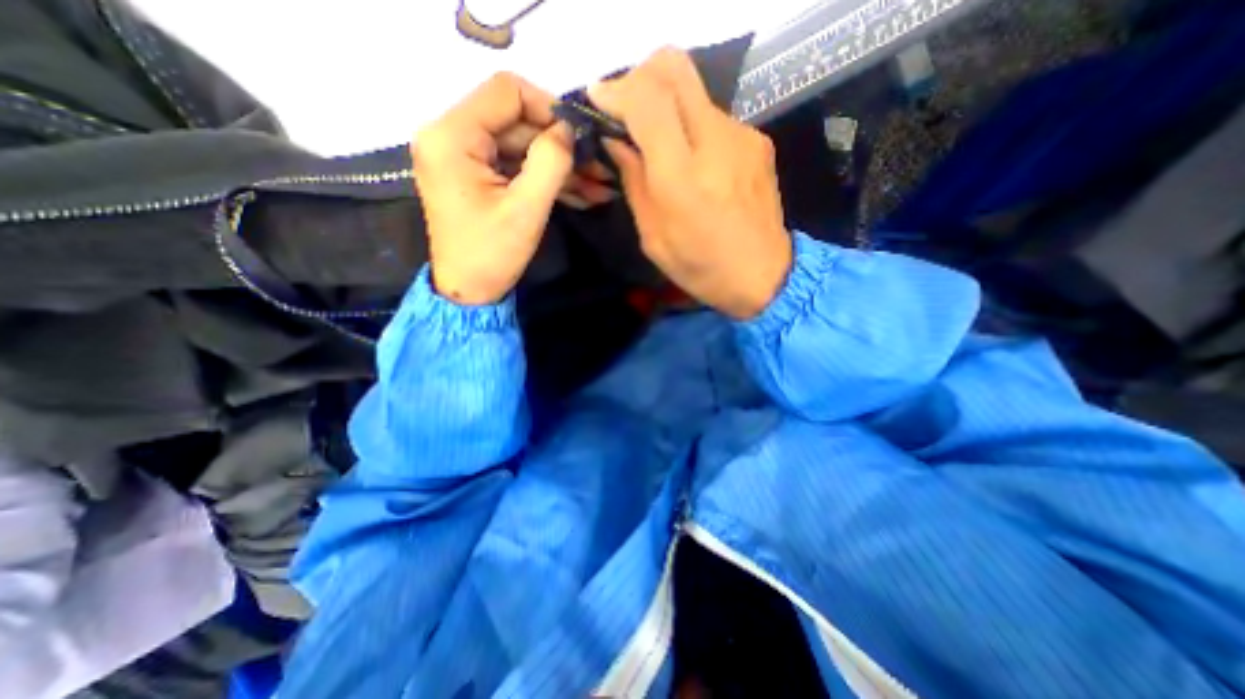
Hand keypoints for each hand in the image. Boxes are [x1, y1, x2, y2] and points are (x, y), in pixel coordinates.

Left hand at [412, 70, 610, 304]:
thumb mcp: (526, 209)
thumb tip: (568, 130)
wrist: (468, 292)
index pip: (507, 92)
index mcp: (452, 136)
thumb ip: (551, 162)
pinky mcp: (475, 175)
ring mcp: (463, 156)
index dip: (549, 108)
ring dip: (560, 166)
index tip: (580, 139)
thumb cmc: (492, 255)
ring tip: (599, 186)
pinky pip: (515, 166)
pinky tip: (581, 194)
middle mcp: (450, 135)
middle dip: (561, 146)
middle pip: (517, 121)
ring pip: (521, 146)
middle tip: (600, 168)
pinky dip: (546, 179)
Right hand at [590, 47, 791, 318]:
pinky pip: (714, 117)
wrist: (763, 277)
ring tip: (661, 147)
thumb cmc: (700, 267)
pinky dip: (693, 128)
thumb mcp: (653, 237)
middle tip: (627, 111)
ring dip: (668, 108)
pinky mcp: (757, 142)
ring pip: (694, 92)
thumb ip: (634, 183)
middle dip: (641, 79)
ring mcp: (742, 137)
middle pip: (674, 69)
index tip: (599, 100)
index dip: (617, 90)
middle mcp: (715, 143)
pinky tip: (694, 162)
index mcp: (681, 177)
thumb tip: (617, 142)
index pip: (647, 99)